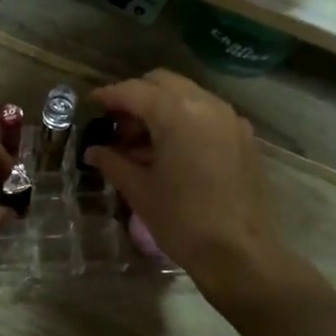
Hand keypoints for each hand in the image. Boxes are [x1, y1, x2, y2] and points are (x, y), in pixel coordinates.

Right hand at [83, 70, 288, 300]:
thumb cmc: (181, 220)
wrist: (238, 253)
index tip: (92, 104)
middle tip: (118, 126)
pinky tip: (172, 151)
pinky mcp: (243, 137)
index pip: (134, 91)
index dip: (109, 96)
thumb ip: (113, 162)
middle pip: (163, 83)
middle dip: (137, 97)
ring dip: (161, 108)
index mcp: (177, 113)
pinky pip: (207, 114)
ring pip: (187, 95)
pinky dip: (185, 120)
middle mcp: (206, 104)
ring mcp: (230, 119)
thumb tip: (94, 151)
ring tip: (142, 143)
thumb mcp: (139, 190)